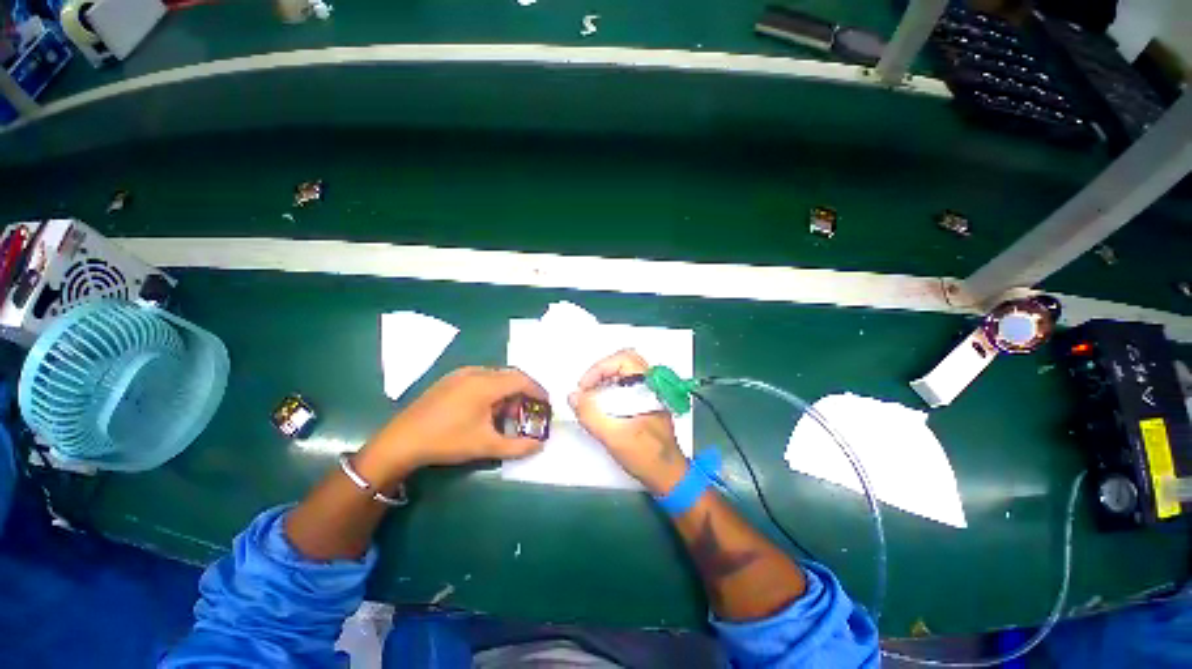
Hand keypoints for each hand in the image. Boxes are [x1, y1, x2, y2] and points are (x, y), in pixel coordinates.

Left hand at [361, 367, 548, 476]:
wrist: (402, 440)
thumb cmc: (447, 441)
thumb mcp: (486, 445)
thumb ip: (517, 446)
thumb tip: (540, 445)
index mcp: (486, 384)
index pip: (522, 380)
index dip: (538, 390)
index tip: (546, 403)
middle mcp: (476, 372)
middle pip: (510, 375)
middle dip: (523, 392)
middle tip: (528, 410)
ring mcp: (461, 374)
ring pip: (495, 376)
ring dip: (507, 391)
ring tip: (507, 413)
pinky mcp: (450, 379)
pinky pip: (481, 378)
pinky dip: (492, 389)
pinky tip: (486, 409)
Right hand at [569, 349, 687, 493]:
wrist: (668, 476)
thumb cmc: (647, 456)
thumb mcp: (614, 436)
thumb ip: (591, 415)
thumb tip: (573, 396)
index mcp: (649, 387)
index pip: (623, 359)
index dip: (599, 368)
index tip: (584, 386)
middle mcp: (652, 385)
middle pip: (624, 361)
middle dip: (601, 371)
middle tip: (586, 387)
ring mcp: (650, 393)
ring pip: (625, 372)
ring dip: (605, 379)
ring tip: (590, 396)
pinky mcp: (646, 402)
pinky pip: (626, 384)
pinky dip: (611, 388)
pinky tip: (602, 404)